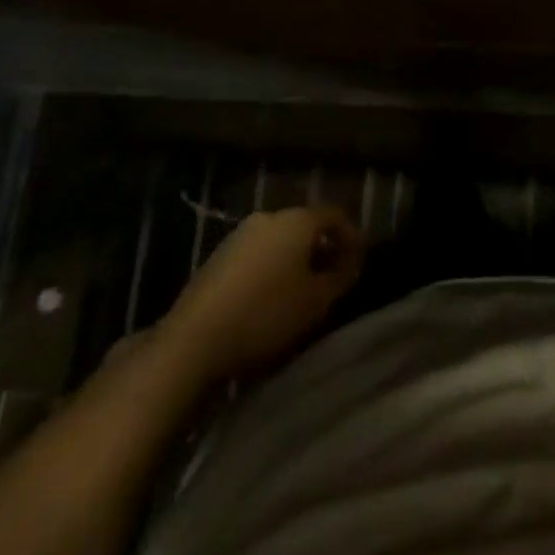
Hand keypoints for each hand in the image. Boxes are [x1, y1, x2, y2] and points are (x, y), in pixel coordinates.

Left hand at [162, 205, 364, 381]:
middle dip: (323, 247)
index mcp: (297, 220)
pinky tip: (272, 294)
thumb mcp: (317, 300)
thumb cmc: (266, 314)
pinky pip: (259, 251)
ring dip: (297, 257)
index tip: (359, 262)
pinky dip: (273, 265)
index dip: (352, 236)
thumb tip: (351, 262)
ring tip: (304, 288)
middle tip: (334, 275)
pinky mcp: (219, 255)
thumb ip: (342, 276)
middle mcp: (269, 216)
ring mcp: (240, 234)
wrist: (195, 338)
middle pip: (306, 224)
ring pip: (281, 238)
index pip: (335, 215)